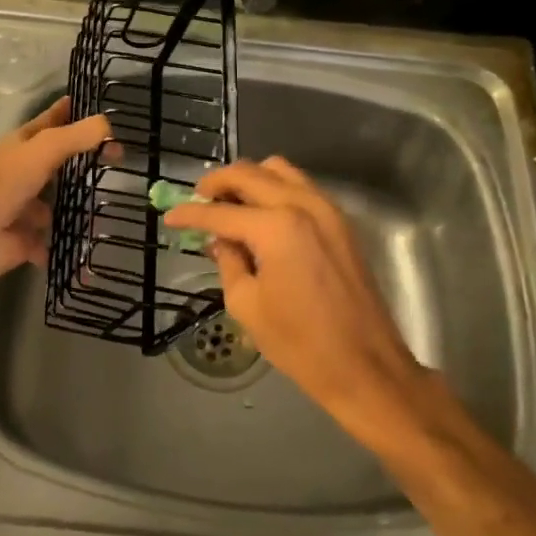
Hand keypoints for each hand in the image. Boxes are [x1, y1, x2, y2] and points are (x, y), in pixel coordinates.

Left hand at [0, 97, 110, 280]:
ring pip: (58, 201)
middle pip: (59, 161)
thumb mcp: (46, 148)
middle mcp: (24, 171)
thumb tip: (108, 125)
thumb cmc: (9, 182)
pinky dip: (70, 240)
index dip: (72, 111)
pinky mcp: (29, 237)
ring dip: (79, 203)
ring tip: (113, 200)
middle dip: (84, 159)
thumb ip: (78, 135)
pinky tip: (95, 237)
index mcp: (24, 144)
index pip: (52, 120)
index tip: (99, 108)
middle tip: (120, 157)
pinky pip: (55, 238)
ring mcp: (26, 206)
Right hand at [164, 158, 426, 444]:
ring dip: (249, 180)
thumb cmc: (300, 343)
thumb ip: (229, 261)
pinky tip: (261, 215)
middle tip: (198, 200)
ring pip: (279, 170)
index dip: (191, 214)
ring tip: (230, 204)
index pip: (221, 211)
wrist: (365, 365)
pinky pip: (301, 186)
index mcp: (276, 227)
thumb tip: (221, 240)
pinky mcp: (340, 221)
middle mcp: (302, 205)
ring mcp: (327, 209)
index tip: (169, 216)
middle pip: (249, 174)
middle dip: (218, 183)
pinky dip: (275, 189)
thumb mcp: (247, 304)